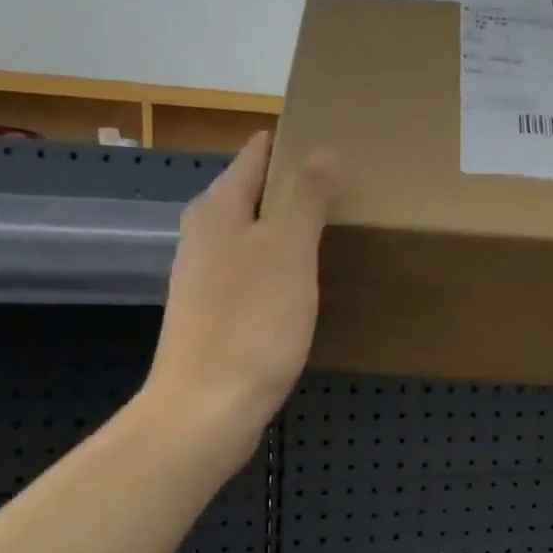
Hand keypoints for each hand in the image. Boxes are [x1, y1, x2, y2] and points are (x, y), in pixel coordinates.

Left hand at [141, 133, 339, 477]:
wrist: (206, 409)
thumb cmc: (250, 324)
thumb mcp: (287, 251)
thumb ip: (305, 197)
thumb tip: (322, 151)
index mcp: (217, 209)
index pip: (255, 156)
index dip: (292, 145)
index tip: (335, 143)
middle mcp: (204, 237)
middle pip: (254, 197)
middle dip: (295, 190)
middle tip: (349, 191)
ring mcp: (205, 281)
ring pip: (254, 240)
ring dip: (289, 234)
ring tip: (336, 235)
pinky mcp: (214, 318)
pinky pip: (253, 278)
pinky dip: (281, 273)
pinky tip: (307, 290)